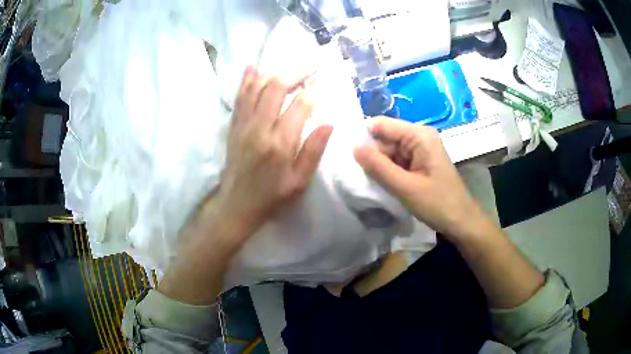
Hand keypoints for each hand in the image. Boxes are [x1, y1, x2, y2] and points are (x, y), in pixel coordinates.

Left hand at [211, 67, 332, 240]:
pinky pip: (240, 97)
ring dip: (272, 72)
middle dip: (294, 73)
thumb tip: (329, 124)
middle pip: (276, 88)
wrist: (236, 204)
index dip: (314, 90)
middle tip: (309, 67)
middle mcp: (259, 129)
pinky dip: (246, 81)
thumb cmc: (272, 196)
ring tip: (288, 66)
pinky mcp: (233, 126)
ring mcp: (243, 125)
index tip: (324, 80)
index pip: (300, 106)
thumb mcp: (299, 182)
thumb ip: (313, 151)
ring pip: (256, 88)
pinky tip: (252, 68)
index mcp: (280, 144)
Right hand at [353, 117, 483, 238]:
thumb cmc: (438, 204)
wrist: (461, 221)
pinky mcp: (419, 162)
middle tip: (359, 176)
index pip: (381, 125)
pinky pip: (396, 161)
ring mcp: (419, 150)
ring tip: (370, 182)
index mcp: (419, 135)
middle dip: (371, 155)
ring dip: (379, 166)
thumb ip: (378, 166)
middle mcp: (419, 137)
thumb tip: (353, 147)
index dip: (364, 138)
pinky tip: (382, 184)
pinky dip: (387, 171)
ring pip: (388, 151)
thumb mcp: (405, 187)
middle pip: (384, 138)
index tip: (349, 158)